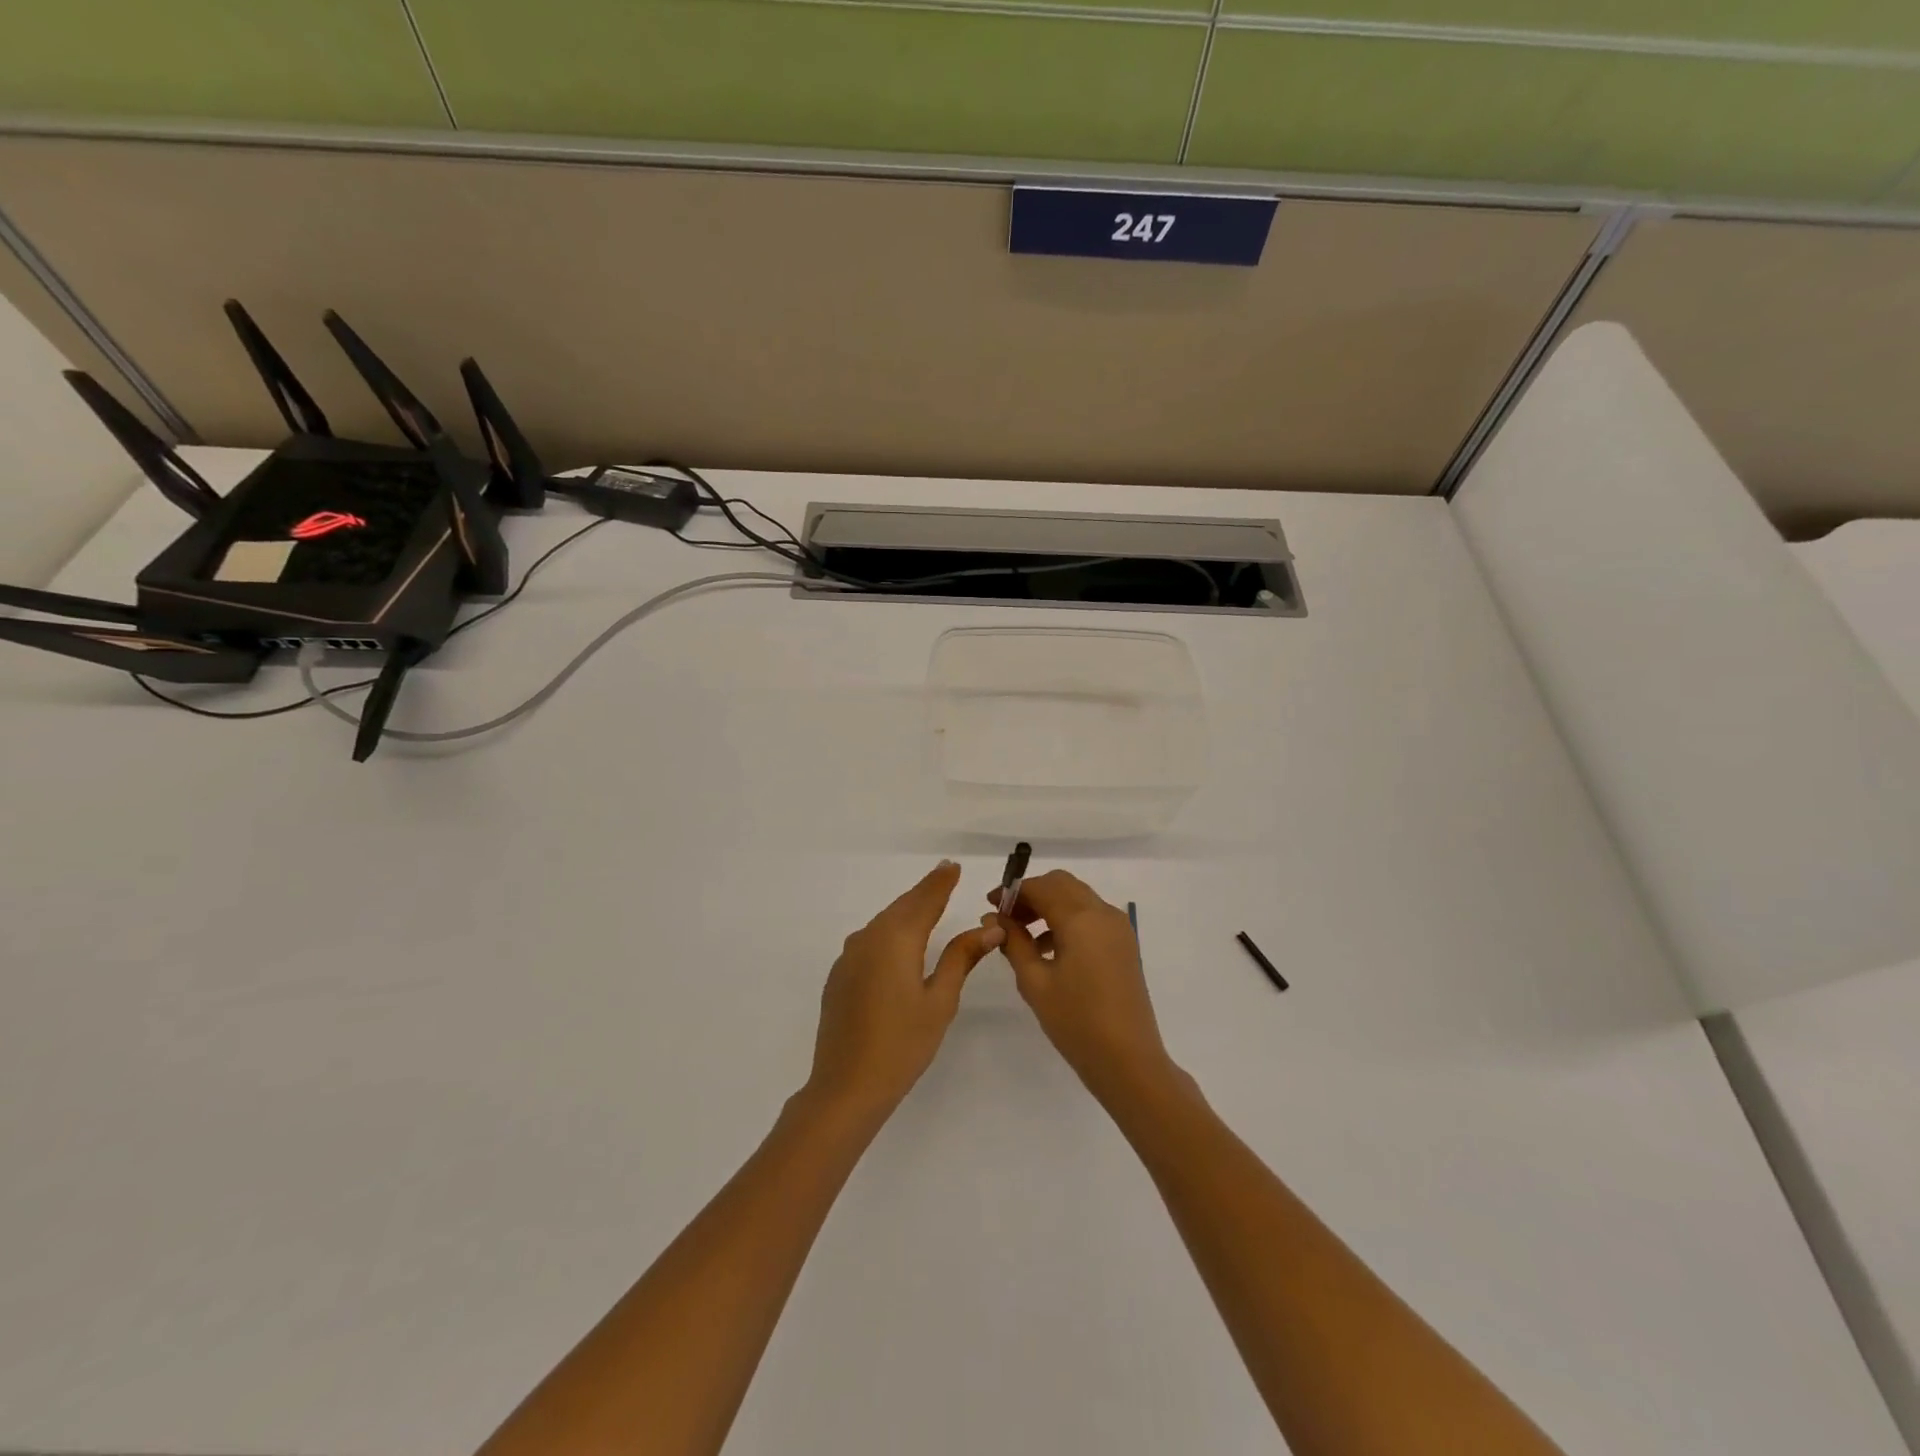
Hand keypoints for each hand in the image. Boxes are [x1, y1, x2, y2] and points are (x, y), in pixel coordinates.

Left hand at [806, 861, 1004, 1122]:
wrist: (846, 1085)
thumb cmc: (902, 1044)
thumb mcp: (940, 1001)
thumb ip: (961, 958)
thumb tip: (989, 929)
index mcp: (896, 939)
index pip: (924, 900)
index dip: (941, 882)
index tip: (953, 866)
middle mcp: (869, 938)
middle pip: (902, 906)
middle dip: (924, 892)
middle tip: (945, 877)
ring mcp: (849, 956)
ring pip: (883, 922)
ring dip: (906, 912)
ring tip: (927, 905)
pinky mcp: (839, 975)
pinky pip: (869, 941)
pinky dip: (888, 933)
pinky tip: (899, 944)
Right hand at [990, 870, 1179, 1106]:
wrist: (1128, 1060)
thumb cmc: (1076, 1022)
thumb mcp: (1034, 982)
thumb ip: (1013, 943)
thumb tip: (995, 918)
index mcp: (1081, 918)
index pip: (1041, 887)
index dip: (1013, 891)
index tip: (991, 906)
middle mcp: (1103, 913)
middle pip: (1062, 885)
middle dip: (1032, 894)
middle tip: (1007, 918)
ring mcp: (1118, 928)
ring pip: (1078, 898)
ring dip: (1049, 906)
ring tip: (1022, 937)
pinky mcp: (1124, 944)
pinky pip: (1091, 917)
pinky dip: (1067, 920)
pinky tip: (1048, 950)